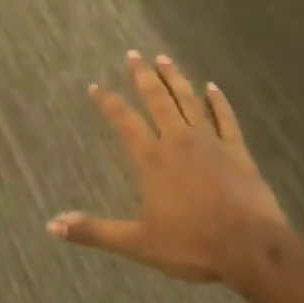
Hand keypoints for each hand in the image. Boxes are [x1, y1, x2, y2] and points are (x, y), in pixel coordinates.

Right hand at [49, 52, 288, 284]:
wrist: (250, 248)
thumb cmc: (192, 245)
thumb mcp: (138, 243)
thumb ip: (96, 231)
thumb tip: (53, 225)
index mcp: (154, 160)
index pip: (125, 122)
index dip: (108, 103)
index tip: (96, 86)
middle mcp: (179, 141)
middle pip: (158, 100)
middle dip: (143, 76)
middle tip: (134, 54)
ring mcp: (211, 142)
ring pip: (190, 101)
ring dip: (175, 79)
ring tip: (164, 59)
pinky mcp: (238, 151)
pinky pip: (226, 118)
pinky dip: (219, 101)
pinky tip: (213, 87)